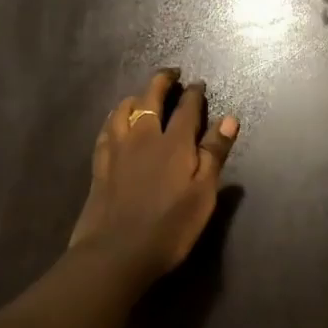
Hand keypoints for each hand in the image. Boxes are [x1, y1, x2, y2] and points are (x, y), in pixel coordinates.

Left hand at [68, 68, 239, 286]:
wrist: (115, 253)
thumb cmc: (169, 227)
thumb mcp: (202, 194)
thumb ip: (214, 154)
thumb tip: (228, 119)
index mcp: (174, 143)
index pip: (187, 108)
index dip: (194, 93)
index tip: (199, 84)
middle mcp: (143, 137)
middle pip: (150, 98)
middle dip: (162, 81)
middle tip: (171, 74)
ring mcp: (117, 149)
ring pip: (123, 110)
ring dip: (135, 96)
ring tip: (142, 95)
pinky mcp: (99, 165)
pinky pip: (106, 130)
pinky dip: (114, 118)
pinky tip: (115, 123)